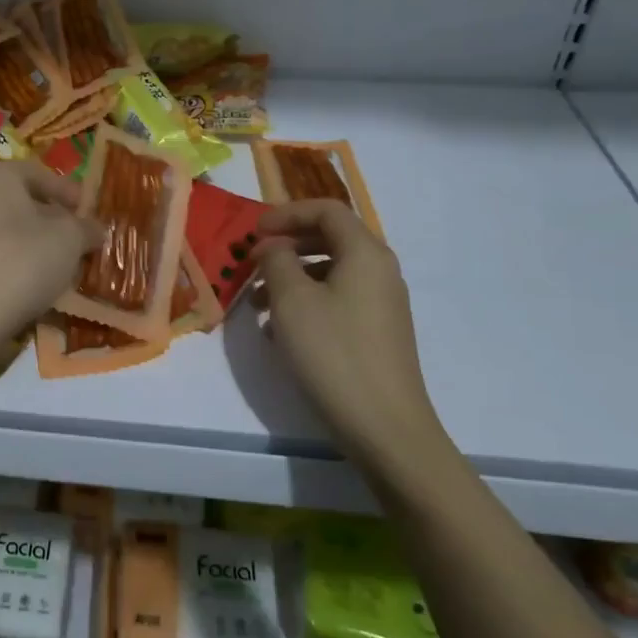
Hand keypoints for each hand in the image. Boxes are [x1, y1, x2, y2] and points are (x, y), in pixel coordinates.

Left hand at [0, 161, 101, 336]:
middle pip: (21, 202)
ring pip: (7, 230)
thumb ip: (86, 227)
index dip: (69, 192)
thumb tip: (95, 229)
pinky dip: (15, 264)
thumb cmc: (22, 260)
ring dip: (35, 245)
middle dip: (52, 220)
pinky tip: (33, 284)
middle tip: (79, 240)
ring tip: (61, 266)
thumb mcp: (69, 239)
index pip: (40, 174)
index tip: (89, 213)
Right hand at [255, 200, 448, 462]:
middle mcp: (380, 270)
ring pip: (331, 272)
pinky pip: (338, 299)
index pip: (326, 210)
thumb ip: (276, 261)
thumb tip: (273, 247)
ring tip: (257, 302)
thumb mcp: (292, 300)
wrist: (385, 427)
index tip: (253, 233)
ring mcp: (382, 303)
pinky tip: (281, 330)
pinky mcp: (378, 332)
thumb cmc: (333, 353)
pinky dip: (307, 302)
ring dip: (292, 276)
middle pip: (330, 238)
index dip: (286, 214)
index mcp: (365, 253)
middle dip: (287, 245)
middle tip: (253, 263)